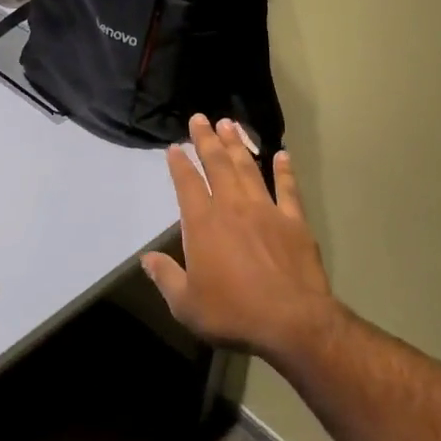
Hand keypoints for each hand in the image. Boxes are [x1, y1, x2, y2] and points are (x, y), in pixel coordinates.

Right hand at [142, 115, 337, 358]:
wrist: (292, 321)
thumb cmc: (233, 313)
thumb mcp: (187, 304)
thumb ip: (166, 277)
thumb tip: (146, 260)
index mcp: (203, 224)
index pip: (187, 185)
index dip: (180, 164)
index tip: (175, 147)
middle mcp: (233, 208)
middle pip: (217, 165)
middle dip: (206, 140)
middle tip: (200, 118)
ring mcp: (266, 210)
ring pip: (248, 168)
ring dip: (237, 145)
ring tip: (229, 124)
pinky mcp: (294, 221)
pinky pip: (287, 189)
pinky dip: (284, 170)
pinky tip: (282, 155)